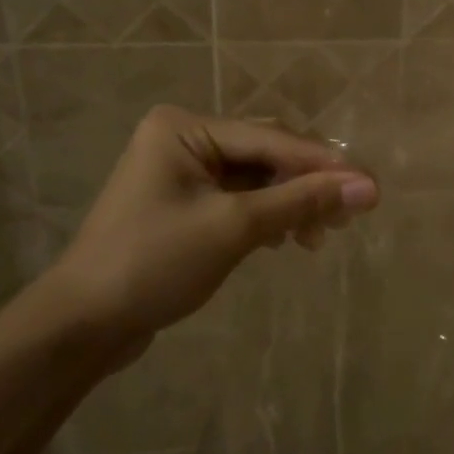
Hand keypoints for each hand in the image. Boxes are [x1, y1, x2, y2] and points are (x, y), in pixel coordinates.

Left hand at [40, 107, 378, 350]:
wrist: (81, 326)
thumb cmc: (154, 263)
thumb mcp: (234, 228)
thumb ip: (302, 201)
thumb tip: (368, 187)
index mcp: (184, 127)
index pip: (271, 139)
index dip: (323, 165)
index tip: (371, 187)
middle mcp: (182, 138)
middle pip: (265, 153)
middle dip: (306, 184)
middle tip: (347, 217)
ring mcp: (180, 171)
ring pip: (254, 178)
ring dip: (289, 203)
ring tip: (318, 238)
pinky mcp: (182, 204)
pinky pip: (237, 198)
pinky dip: (266, 215)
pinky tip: (286, 239)